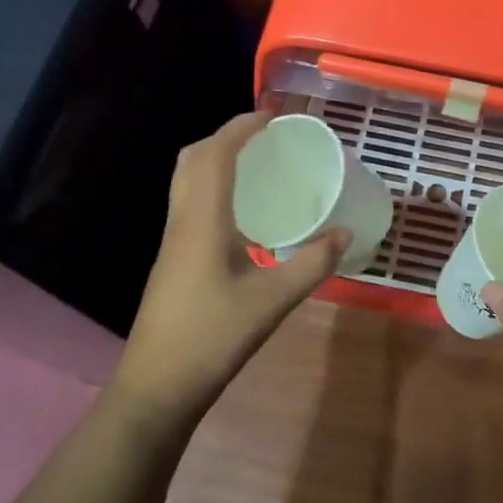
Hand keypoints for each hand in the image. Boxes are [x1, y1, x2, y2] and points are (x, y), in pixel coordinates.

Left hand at [115, 112, 348, 421]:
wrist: (157, 386)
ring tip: (257, 163)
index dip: (240, 127)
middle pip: (193, 159)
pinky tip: (244, 212)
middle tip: (264, 136)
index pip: (215, 155)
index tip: (272, 115)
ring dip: (217, 160)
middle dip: (226, 136)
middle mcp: (182, 221)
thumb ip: (312, 264)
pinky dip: (214, 187)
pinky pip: (191, 203)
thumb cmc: (213, 338)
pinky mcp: (173, 259)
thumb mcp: (273, 301)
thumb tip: (345, 233)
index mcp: (202, 221)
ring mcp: (173, 241)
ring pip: (187, 181)